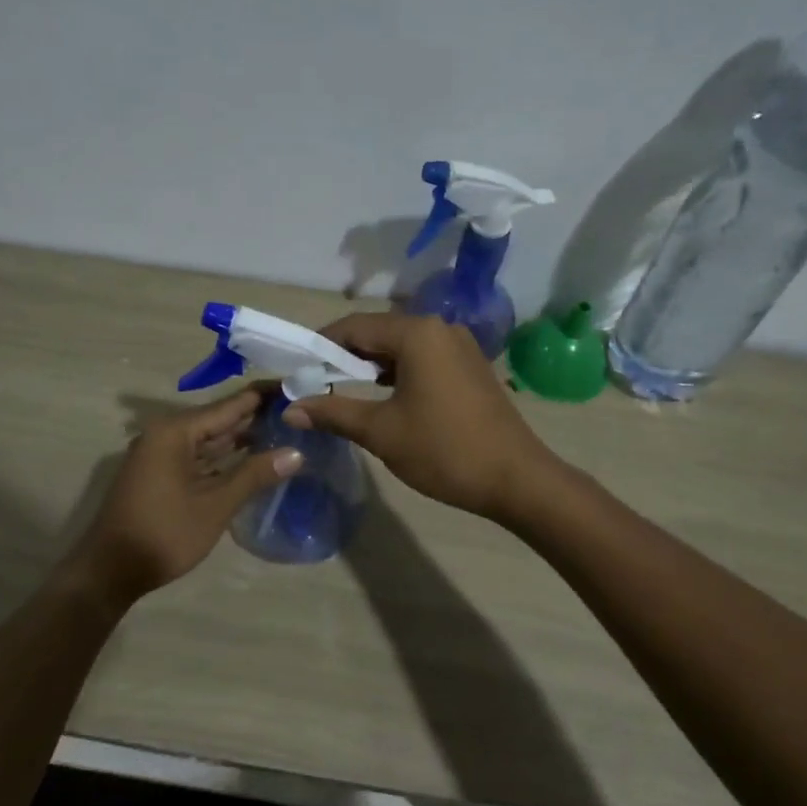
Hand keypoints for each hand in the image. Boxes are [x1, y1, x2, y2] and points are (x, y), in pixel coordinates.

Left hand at [72, 387, 301, 603]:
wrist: (110, 571)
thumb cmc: (165, 533)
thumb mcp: (215, 505)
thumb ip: (255, 475)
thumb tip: (297, 453)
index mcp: (176, 431)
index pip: (230, 405)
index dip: (264, 397)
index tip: (297, 386)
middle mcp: (166, 434)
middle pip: (220, 420)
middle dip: (257, 418)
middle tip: (300, 412)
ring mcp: (161, 455)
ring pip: (210, 441)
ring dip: (243, 439)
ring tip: (286, 432)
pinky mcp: (161, 475)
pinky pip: (200, 458)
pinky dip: (225, 459)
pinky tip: (254, 460)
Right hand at [282, 313, 558, 521]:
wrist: (516, 479)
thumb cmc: (443, 451)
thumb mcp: (380, 432)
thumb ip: (333, 413)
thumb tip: (290, 408)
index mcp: (417, 334)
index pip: (354, 326)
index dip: (320, 346)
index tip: (296, 369)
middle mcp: (440, 329)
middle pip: (378, 333)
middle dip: (344, 356)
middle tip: (314, 383)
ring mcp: (459, 347)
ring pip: (400, 347)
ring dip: (370, 366)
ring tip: (341, 391)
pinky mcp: (470, 367)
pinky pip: (422, 360)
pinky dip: (396, 373)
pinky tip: (381, 397)